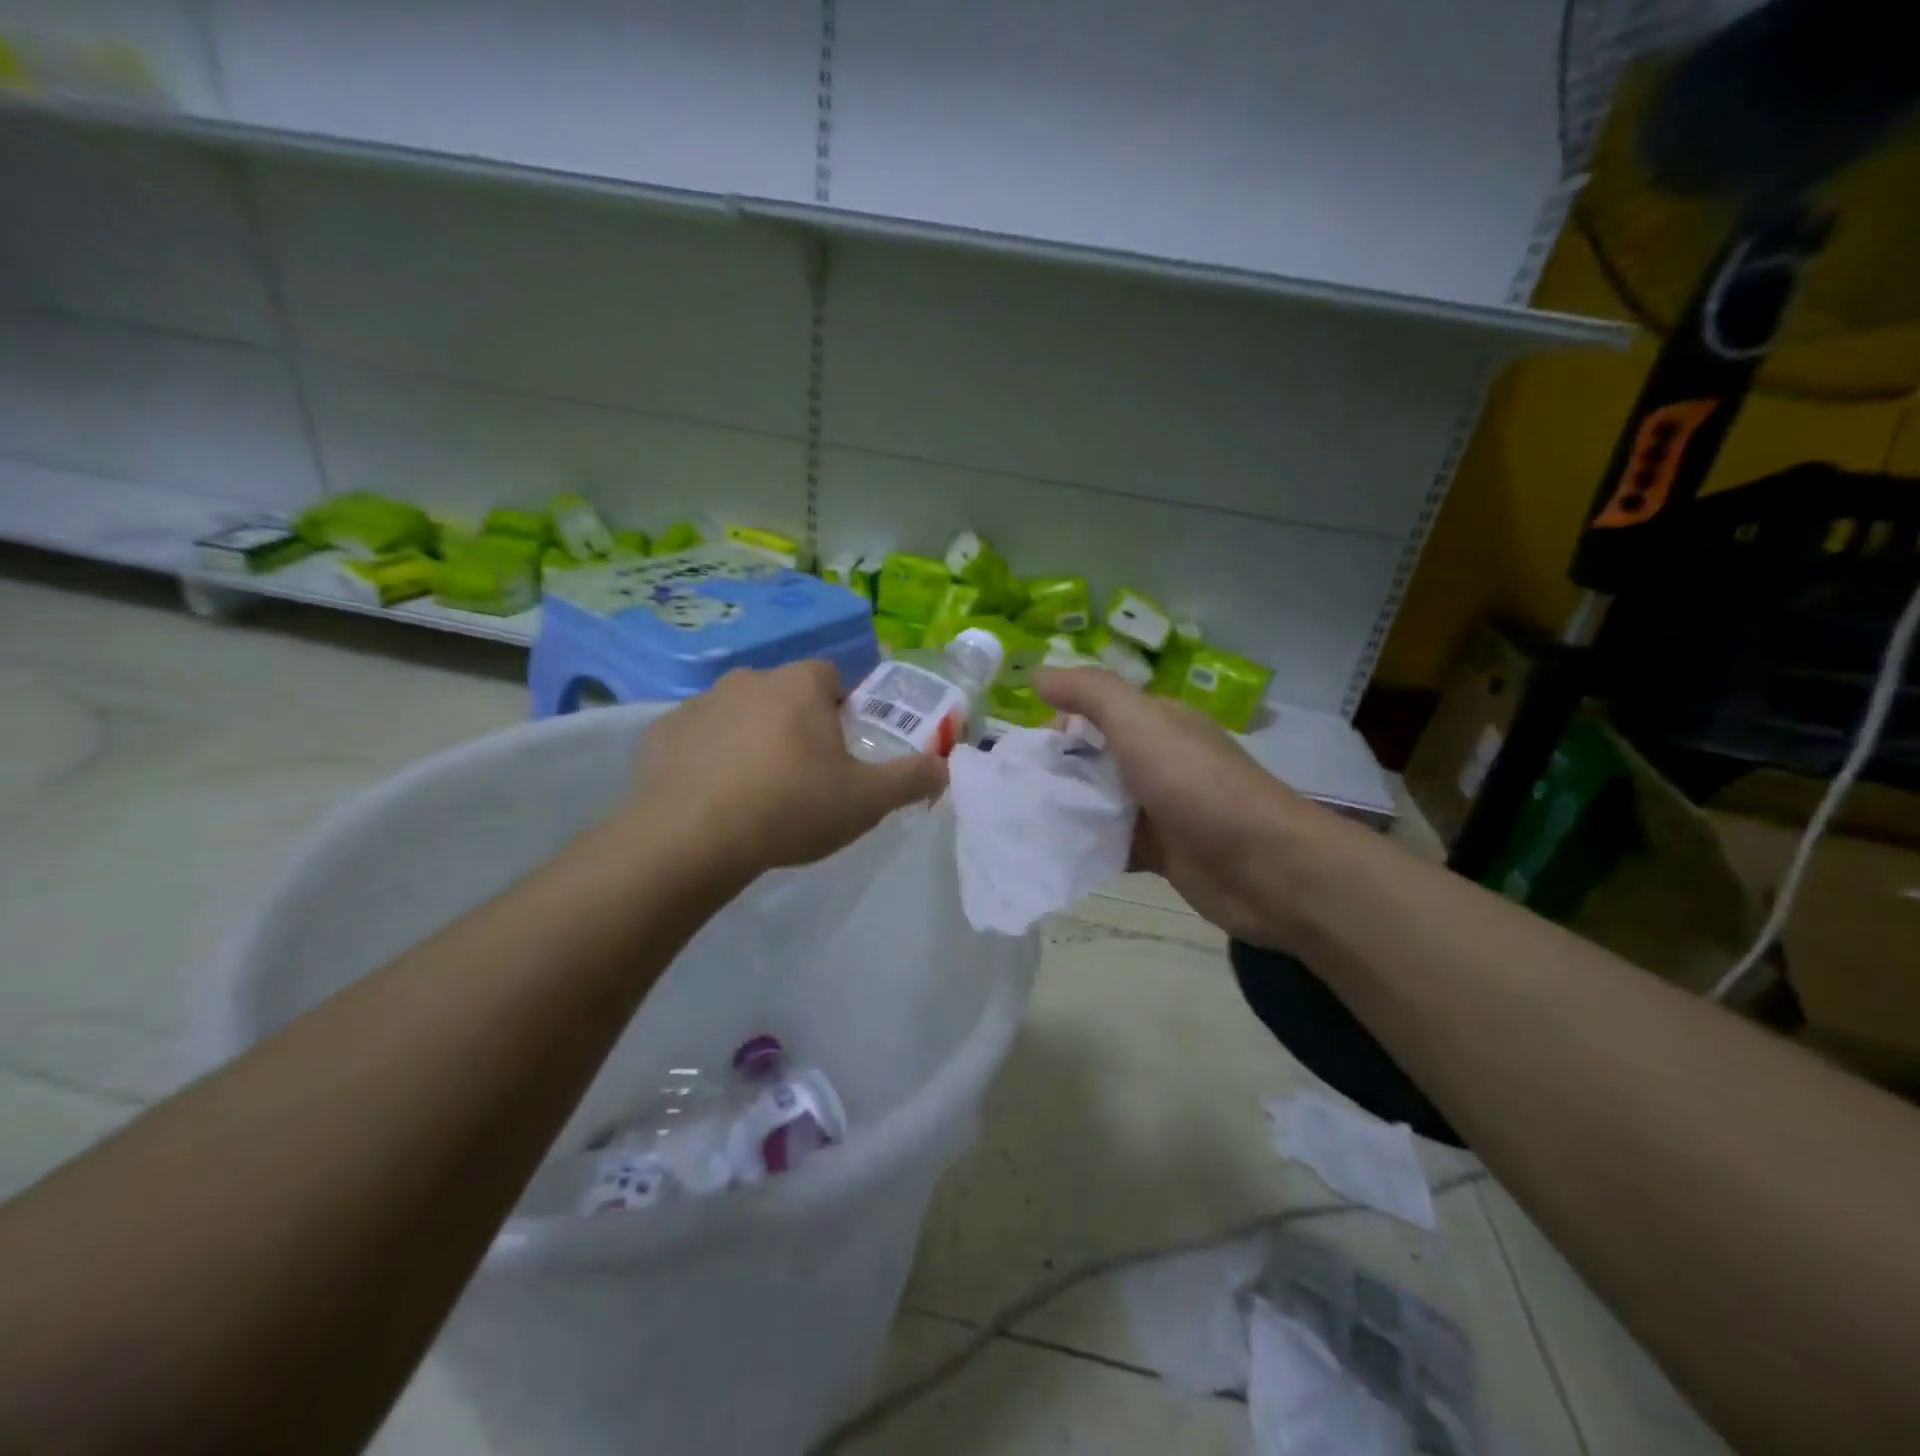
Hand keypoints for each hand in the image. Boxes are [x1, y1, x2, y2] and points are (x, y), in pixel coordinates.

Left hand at [621, 660, 946, 883]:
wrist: (692, 839)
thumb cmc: (791, 808)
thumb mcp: (867, 801)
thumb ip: (912, 779)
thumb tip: (945, 767)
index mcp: (800, 686)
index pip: (831, 677)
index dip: (841, 709)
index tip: (842, 749)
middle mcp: (749, 680)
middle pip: (783, 694)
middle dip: (796, 724)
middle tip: (803, 776)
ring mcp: (699, 704)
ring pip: (739, 714)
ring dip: (751, 739)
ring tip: (755, 792)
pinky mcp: (661, 734)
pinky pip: (697, 739)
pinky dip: (707, 758)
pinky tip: (711, 799)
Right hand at [1036, 668, 1364, 951]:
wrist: (1262, 867)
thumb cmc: (1196, 785)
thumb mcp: (1140, 722)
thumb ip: (1090, 693)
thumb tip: (1037, 673)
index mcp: (1157, 723)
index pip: (1097, 711)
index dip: (1060, 722)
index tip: (1023, 747)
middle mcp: (1158, 761)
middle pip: (1094, 759)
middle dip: (1056, 770)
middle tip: (1011, 789)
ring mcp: (1160, 809)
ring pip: (1100, 803)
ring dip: (1066, 810)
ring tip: (1019, 821)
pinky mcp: (1160, 852)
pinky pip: (1111, 843)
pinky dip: (1085, 846)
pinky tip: (1051, 854)